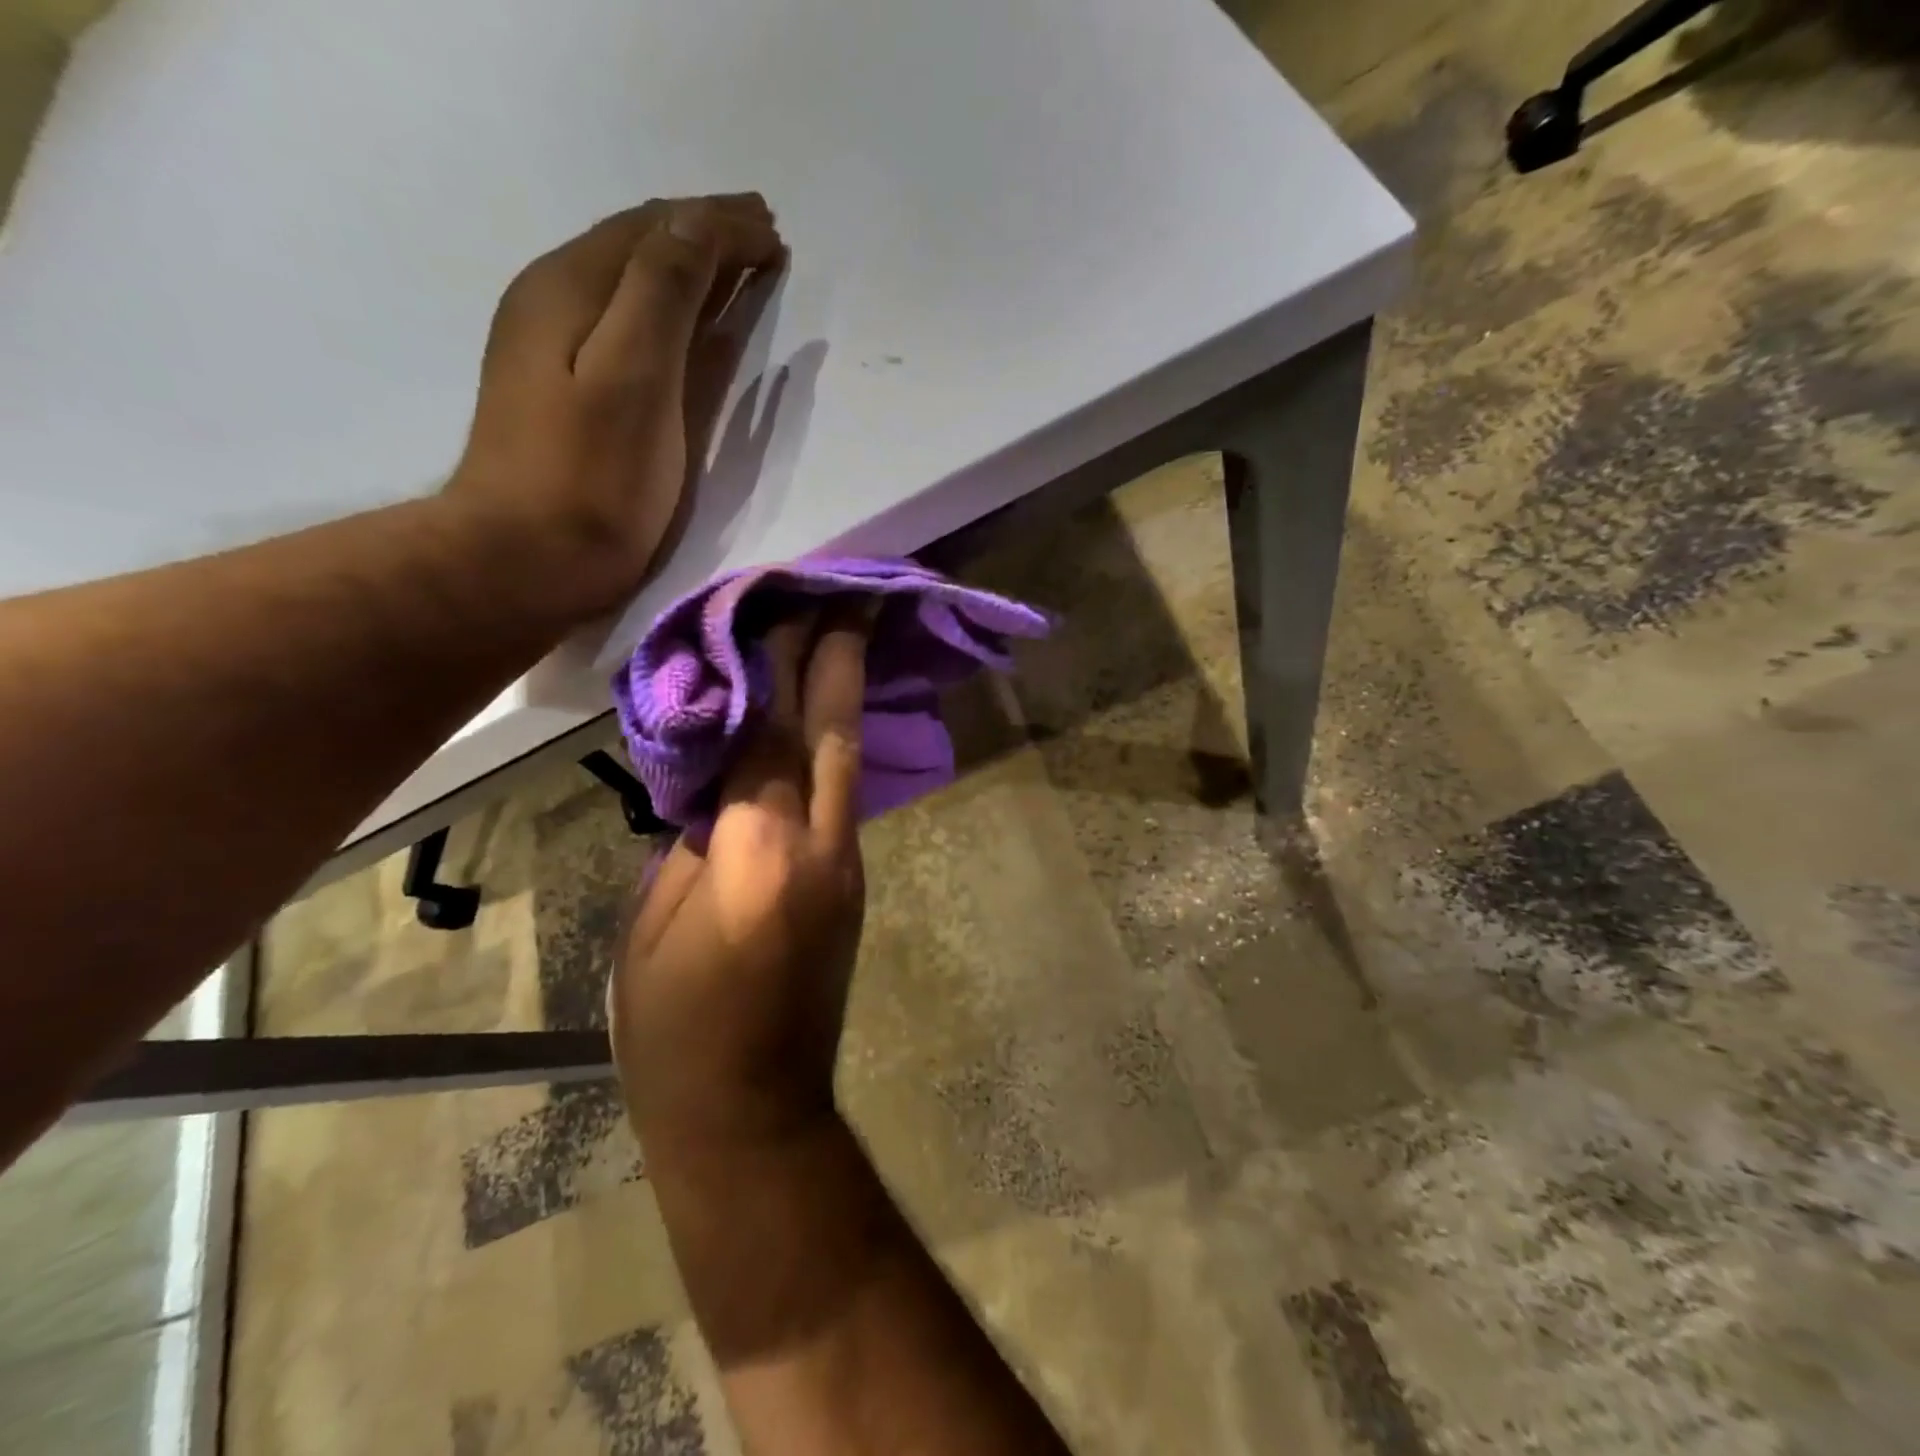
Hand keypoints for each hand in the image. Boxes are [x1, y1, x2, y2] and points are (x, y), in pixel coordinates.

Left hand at [446, 194, 782, 624]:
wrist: (524, 560)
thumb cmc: (590, 478)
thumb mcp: (634, 376)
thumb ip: (663, 292)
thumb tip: (698, 221)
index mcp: (571, 287)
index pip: (655, 230)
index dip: (718, 223)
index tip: (776, 232)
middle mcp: (556, 301)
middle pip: (639, 249)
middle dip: (705, 237)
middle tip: (766, 240)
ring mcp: (555, 348)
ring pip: (632, 287)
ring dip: (689, 272)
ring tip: (740, 270)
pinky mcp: (566, 393)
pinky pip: (627, 329)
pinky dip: (670, 316)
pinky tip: (692, 327)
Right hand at [611, 607, 870, 1152]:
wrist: (753, 1108)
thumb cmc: (676, 1029)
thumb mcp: (654, 925)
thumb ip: (693, 839)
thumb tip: (721, 782)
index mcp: (758, 853)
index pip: (768, 734)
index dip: (777, 665)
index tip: (789, 601)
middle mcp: (818, 847)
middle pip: (829, 733)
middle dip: (840, 657)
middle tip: (852, 592)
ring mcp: (847, 865)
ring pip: (846, 760)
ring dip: (846, 694)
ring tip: (848, 634)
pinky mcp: (853, 883)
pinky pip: (844, 796)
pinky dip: (837, 746)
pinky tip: (829, 716)